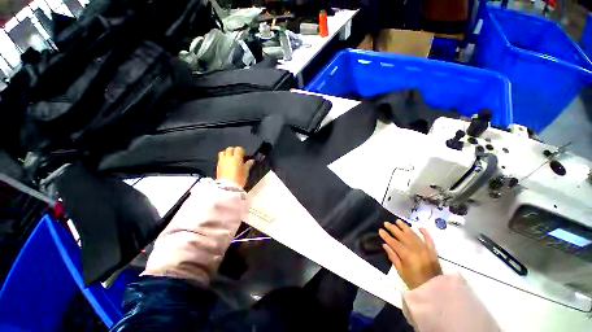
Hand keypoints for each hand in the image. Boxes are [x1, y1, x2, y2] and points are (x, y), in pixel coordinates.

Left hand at [216, 147, 253, 187]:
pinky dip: (223, 159)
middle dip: (234, 150)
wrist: (228, 187)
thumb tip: (251, 160)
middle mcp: (228, 157)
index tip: (244, 155)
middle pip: (230, 149)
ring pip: (223, 152)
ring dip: (227, 153)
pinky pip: (220, 159)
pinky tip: (227, 164)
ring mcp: (222, 161)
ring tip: (230, 158)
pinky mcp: (218, 166)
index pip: (238, 149)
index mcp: (236, 158)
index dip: (241, 151)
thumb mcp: (246, 171)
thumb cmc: (239, 178)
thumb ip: (248, 164)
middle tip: (237, 155)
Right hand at [379, 220, 441, 288]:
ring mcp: (425, 248)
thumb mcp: (401, 271)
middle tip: (386, 223)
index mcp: (406, 254)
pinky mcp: (432, 250)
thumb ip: (393, 257)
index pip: (393, 242)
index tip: (380, 230)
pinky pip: (428, 239)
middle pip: (402, 235)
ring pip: (413, 234)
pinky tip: (420, 227)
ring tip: (398, 221)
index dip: (386, 235)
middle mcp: (415, 248)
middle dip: (393, 228)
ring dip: (405, 227)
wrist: (434, 289)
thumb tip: (385, 245)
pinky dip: (425, 232)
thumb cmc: (414, 281)